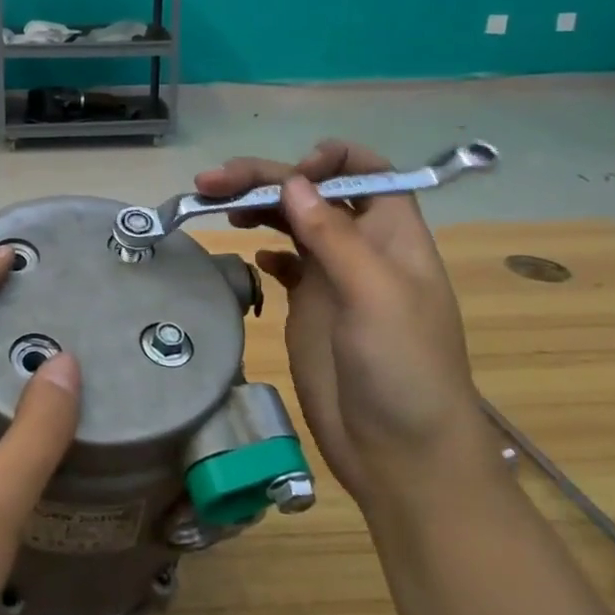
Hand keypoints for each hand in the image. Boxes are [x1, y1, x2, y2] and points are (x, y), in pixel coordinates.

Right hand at [194, 141, 483, 509]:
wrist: (401, 454)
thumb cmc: (403, 370)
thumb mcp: (375, 296)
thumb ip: (334, 236)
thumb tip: (293, 182)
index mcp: (391, 234)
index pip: (364, 170)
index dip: (328, 160)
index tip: (290, 176)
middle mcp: (360, 246)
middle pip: (311, 191)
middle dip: (264, 178)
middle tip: (211, 183)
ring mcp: (331, 275)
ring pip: (290, 220)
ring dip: (255, 205)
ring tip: (215, 205)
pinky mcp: (308, 305)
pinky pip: (283, 259)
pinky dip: (263, 246)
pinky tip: (245, 250)